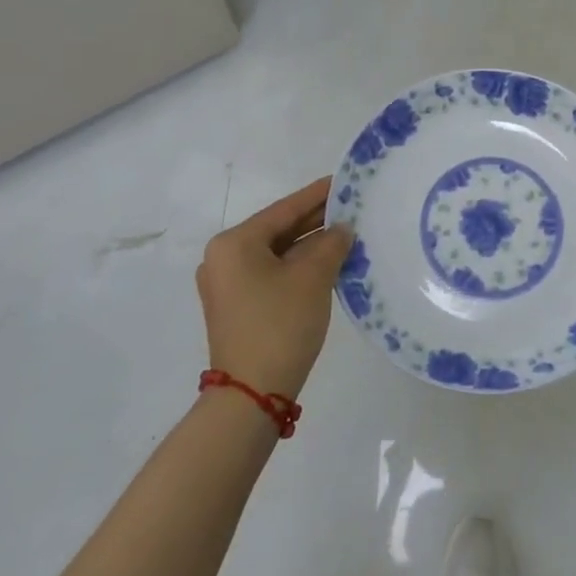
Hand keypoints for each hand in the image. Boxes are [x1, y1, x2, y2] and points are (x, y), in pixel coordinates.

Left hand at [196, 177, 353, 400]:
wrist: (252, 394)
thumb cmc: (280, 325)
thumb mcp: (312, 278)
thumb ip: (331, 244)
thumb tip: (342, 229)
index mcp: (234, 243)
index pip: (283, 210)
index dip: (316, 195)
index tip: (343, 181)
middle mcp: (224, 258)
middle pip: (278, 230)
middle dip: (315, 222)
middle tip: (351, 208)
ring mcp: (228, 285)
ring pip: (276, 254)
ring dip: (310, 246)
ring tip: (347, 233)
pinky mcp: (237, 306)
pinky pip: (272, 274)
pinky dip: (298, 267)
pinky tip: (329, 262)